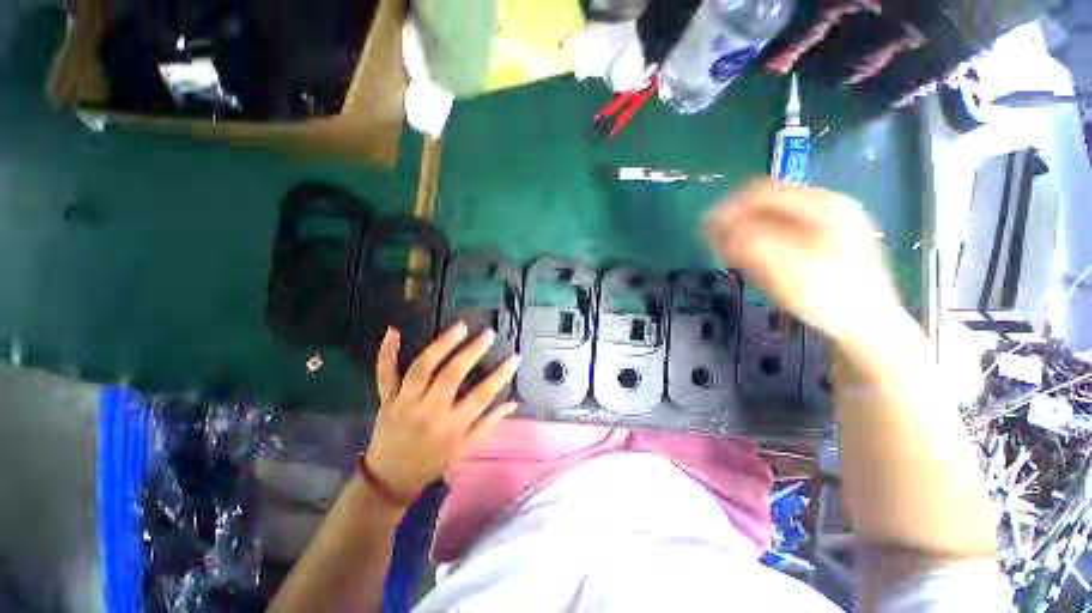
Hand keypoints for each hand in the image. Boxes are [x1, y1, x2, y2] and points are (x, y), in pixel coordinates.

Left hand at [364, 323, 519, 496]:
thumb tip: (514, 403)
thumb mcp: (466, 449)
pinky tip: (393, 331)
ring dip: (441, 345)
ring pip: (421, 368)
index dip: (500, 376)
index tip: (515, 358)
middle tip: (489, 333)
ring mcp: (404, 403)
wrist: (390, 479)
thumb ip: (490, 424)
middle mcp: (428, 411)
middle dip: (472, 351)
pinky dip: (387, 353)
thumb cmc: (433, 463)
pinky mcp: (386, 399)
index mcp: (451, 427)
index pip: (481, 397)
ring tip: (460, 327)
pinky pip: (385, 374)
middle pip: (451, 376)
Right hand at [705, 179, 901, 346]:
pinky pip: (786, 235)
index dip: (729, 208)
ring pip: (776, 221)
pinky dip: (763, 245)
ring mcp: (830, 228)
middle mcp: (827, 209)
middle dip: (738, 223)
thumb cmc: (827, 294)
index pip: (763, 193)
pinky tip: (753, 262)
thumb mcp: (781, 265)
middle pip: (769, 206)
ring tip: (730, 255)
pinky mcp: (828, 246)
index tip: (706, 228)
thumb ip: (746, 240)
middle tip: (716, 244)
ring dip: (747, 235)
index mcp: (822, 206)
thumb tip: (716, 222)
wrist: (870, 328)